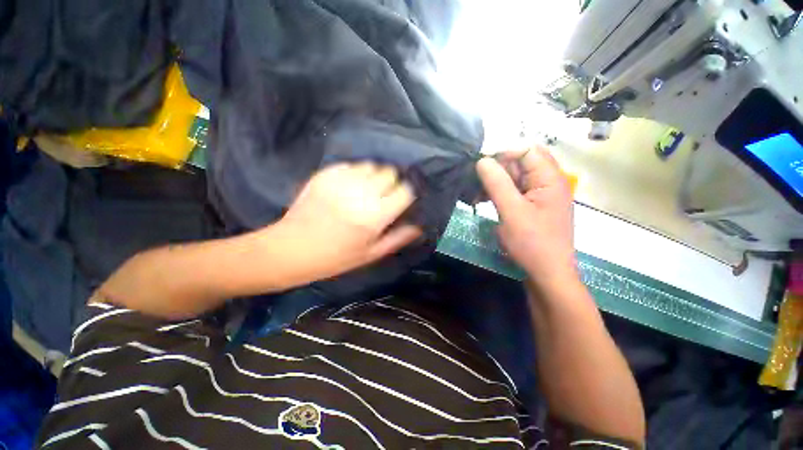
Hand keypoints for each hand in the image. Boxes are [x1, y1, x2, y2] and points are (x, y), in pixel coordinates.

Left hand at [275, 162, 422, 283]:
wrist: (291, 249)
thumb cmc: (335, 258)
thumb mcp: (370, 254)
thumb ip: (397, 238)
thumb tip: (418, 226)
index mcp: (375, 216)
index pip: (405, 191)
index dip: (406, 194)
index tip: (402, 200)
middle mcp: (361, 194)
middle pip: (389, 172)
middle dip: (392, 183)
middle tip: (383, 196)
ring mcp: (341, 181)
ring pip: (371, 165)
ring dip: (374, 176)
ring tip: (366, 190)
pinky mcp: (325, 175)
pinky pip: (350, 165)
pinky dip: (355, 174)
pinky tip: (348, 187)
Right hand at [477, 147, 576, 292]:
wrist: (546, 274)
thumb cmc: (532, 242)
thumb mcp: (511, 211)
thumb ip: (497, 183)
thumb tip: (482, 160)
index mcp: (550, 178)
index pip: (527, 150)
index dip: (504, 152)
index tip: (480, 163)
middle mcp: (547, 182)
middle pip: (521, 163)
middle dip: (497, 169)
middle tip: (476, 181)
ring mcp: (539, 195)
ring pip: (515, 178)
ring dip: (495, 182)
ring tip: (476, 194)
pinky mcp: (531, 207)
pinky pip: (514, 192)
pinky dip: (498, 193)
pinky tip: (483, 200)